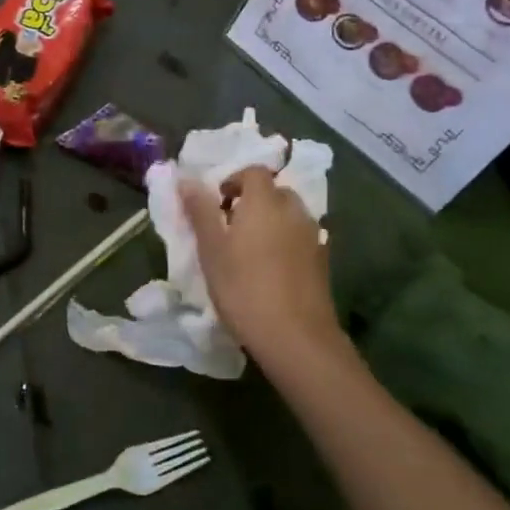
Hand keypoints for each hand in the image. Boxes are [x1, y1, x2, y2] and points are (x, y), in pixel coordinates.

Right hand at [179, 167, 346, 369]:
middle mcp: (294, 211)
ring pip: (289, 215)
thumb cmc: (243, 288)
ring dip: (271, 222)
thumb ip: (200, 211)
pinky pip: (300, 238)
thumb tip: (186, 179)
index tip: (217, 203)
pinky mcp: (323, 261)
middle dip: (253, 201)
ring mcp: (313, 236)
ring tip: (249, 250)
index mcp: (265, 202)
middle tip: (230, 226)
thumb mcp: (210, 249)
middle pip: (274, 192)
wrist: (296, 337)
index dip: (233, 180)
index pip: (253, 172)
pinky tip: (271, 270)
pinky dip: (285, 243)